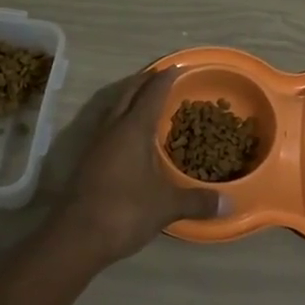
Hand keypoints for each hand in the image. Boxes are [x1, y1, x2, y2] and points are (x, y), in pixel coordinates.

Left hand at [50, 68, 223, 266]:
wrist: (76, 237)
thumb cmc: (125, 211)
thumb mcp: (167, 206)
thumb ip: (197, 201)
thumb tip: (229, 203)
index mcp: (134, 129)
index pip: (152, 93)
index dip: (166, 79)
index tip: (177, 67)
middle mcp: (113, 129)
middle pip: (128, 93)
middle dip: (145, 81)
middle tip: (161, 75)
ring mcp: (96, 144)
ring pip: (114, 108)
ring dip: (130, 98)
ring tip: (146, 98)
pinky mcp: (88, 161)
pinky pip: (108, 126)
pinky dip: (122, 119)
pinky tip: (129, 135)